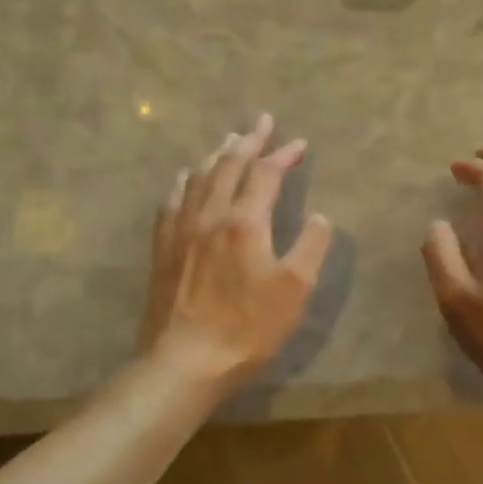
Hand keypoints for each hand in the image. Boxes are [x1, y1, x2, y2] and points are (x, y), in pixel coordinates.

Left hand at [138, 114, 333, 393]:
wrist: (185, 360)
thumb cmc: (248, 328)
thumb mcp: (295, 290)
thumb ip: (311, 245)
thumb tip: (319, 216)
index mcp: (245, 221)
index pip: (266, 173)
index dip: (284, 155)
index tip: (300, 143)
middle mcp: (210, 214)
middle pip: (229, 165)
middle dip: (249, 140)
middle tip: (262, 122)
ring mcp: (181, 229)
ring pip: (199, 177)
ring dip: (218, 155)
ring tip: (230, 142)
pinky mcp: (163, 248)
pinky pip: (173, 200)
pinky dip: (185, 180)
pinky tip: (187, 177)